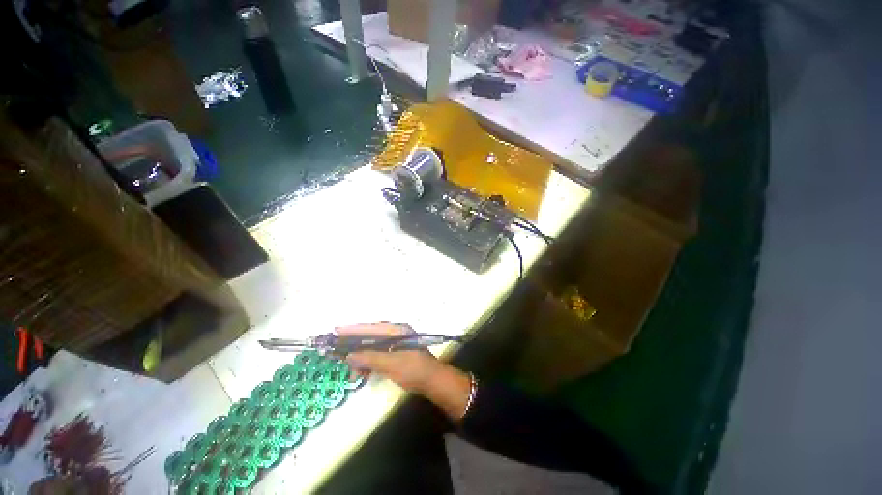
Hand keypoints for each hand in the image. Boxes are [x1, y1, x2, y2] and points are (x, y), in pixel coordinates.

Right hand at [337, 323, 442, 393]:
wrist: (433, 381)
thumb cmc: (413, 369)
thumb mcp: (390, 364)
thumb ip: (369, 358)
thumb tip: (348, 356)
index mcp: (396, 330)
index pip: (370, 328)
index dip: (353, 329)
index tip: (336, 331)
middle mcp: (396, 333)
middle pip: (370, 336)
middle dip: (355, 346)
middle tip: (338, 353)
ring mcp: (397, 343)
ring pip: (373, 347)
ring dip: (362, 358)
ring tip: (353, 372)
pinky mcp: (397, 353)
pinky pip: (379, 354)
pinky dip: (370, 362)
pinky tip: (363, 373)